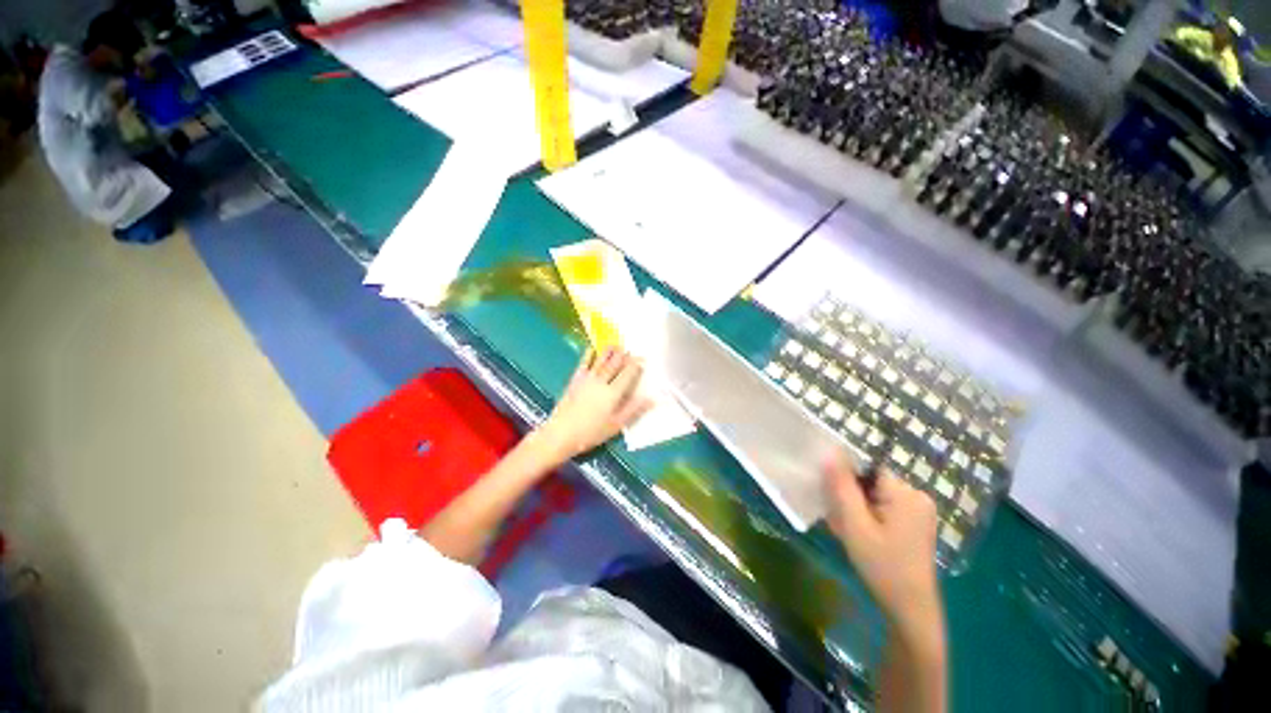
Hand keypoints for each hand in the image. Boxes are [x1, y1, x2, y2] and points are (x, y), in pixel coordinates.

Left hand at [536, 348, 652, 460]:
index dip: (636, 365)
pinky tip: (591, 349)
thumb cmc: (591, 433)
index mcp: (613, 392)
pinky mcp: (575, 380)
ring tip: (616, 344)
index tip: (642, 359)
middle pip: (615, 364)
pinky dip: (588, 355)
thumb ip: (634, 410)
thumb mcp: (616, 425)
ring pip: (601, 361)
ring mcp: (587, 379)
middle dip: (624, 356)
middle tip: (630, 349)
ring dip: (609, 352)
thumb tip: (652, 399)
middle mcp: (601, 381)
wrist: (561, 433)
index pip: (628, 374)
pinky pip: (583, 363)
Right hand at [824, 455, 943, 641]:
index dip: (845, 477)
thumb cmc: (882, 565)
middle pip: (870, 481)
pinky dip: (868, 516)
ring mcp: (918, 510)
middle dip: (850, 496)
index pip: (867, 467)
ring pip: (874, 495)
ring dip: (856, 508)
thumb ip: (842, 486)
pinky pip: (883, 507)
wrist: (910, 609)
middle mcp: (916, 495)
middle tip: (839, 521)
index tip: (833, 498)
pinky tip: (861, 536)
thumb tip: (831, 451)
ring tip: (848, 531)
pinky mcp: (915, 523)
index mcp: (906, 493)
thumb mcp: (854, 524)